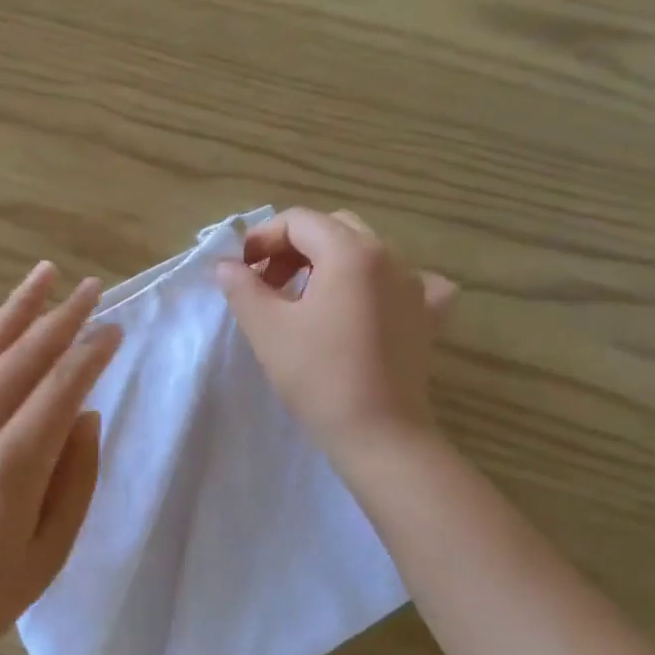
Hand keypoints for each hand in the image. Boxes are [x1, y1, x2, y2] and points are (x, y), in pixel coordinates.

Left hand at [0, 262, 122, 654]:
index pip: (60, 390)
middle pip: (21, 359)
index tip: (113, 329)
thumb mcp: (49, 552)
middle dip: (60, 319)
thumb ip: (75, 479)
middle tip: (89, 288)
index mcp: (11, 469)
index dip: (90, 354)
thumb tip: (86, 415)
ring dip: (11, 312)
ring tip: (40, 277)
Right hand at [217, 208, 455, 468]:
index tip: (242, 271)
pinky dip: (381, 284)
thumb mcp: (267, 328)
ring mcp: (416, 286)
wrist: (379, 433)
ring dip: (330, 264)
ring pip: (367, 253)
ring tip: (307, 299)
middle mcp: (389, 256)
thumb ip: (242, 287)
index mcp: (350, 252)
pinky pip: (407, 282)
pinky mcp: (428, 316)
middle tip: (269, 284)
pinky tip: (370, 306)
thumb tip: (226, 266)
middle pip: (334, 229)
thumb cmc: (318, 376)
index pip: (299, 221)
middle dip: (295, 248)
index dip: (263, 238)